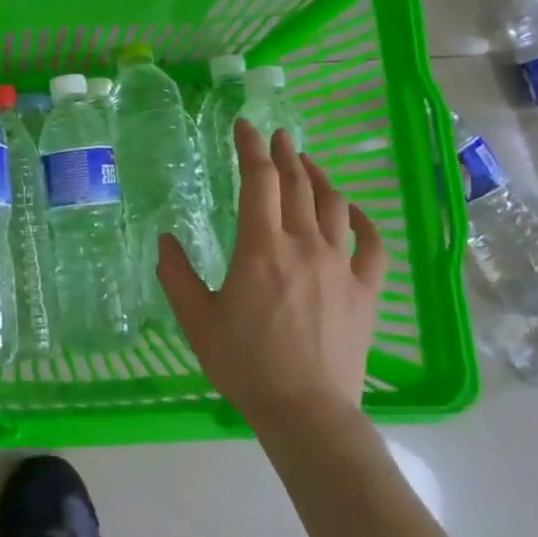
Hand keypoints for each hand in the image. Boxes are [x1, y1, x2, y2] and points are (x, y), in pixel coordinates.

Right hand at [159, 120, 386, 430]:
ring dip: (320, 178)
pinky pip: (372, 244)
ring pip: (335, 206)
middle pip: (299, 185)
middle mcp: (304, 245)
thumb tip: (165, 239)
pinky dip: (362, 220)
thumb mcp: (195, 318)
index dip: (251, 147)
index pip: (259, 180)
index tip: (245, 126)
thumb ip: (175, 273)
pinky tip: (353, 211)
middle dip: (286, 154)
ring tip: (308, 164)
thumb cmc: (244, 363)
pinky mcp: (366, 290)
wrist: (305, 410)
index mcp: (260, 247)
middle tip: (278, 136)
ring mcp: (341, 266)